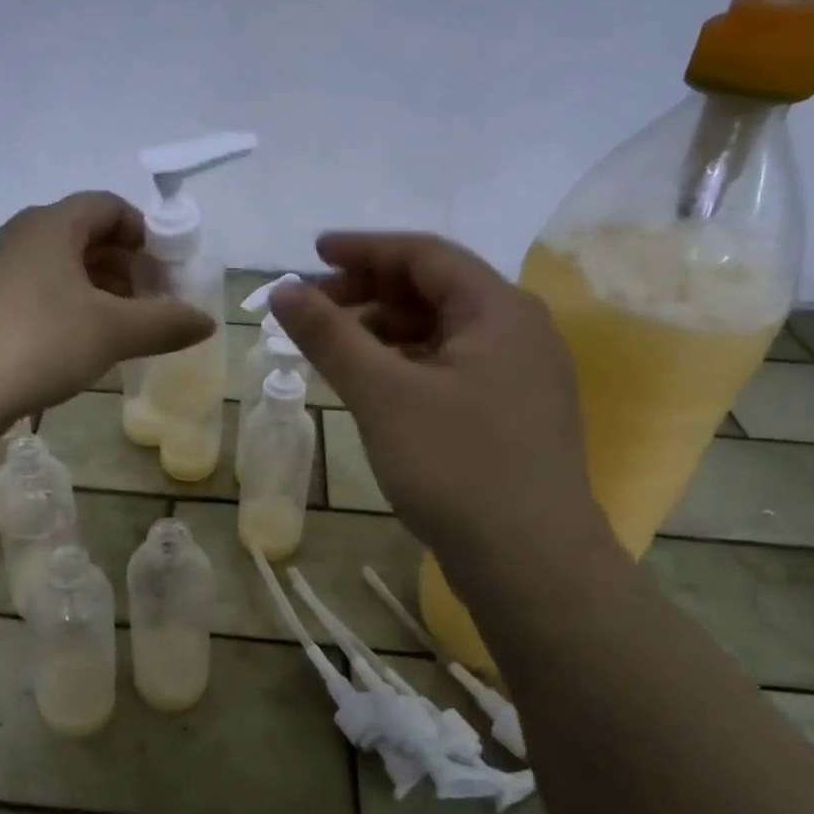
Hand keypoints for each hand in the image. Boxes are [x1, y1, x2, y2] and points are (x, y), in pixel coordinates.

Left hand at [0, 191, 213, 415]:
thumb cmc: (41, 342)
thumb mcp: (115, 332)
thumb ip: (167, 322)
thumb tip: (207, 321)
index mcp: (53, 225)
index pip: (110, 207)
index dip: (147, 233)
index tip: (170, 269)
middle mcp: (24, 235)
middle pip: (88, 236)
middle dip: (129, 265)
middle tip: (156, 302)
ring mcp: (1, 269)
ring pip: (65, 267)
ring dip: (103, 290)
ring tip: (130, 326)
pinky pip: (43, 291)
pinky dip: (74, 307)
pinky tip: (89, 342)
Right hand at [270, 232, 617, 593]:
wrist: (532, 564)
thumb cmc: (456, 467)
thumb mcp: (382, 394)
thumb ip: (329, 335)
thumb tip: (281, 289)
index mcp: (498, 310)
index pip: (424, 254)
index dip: (363, 249)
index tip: (311, 253)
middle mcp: (518, 331)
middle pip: (433, 289)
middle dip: (368, 291)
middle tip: (313, 307)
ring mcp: (519, 375)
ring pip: (440, 331)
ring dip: (383, 329)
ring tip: (333, 347)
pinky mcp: (510, 413)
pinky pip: (449, 366)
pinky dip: (405, 364)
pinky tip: (372, 384)